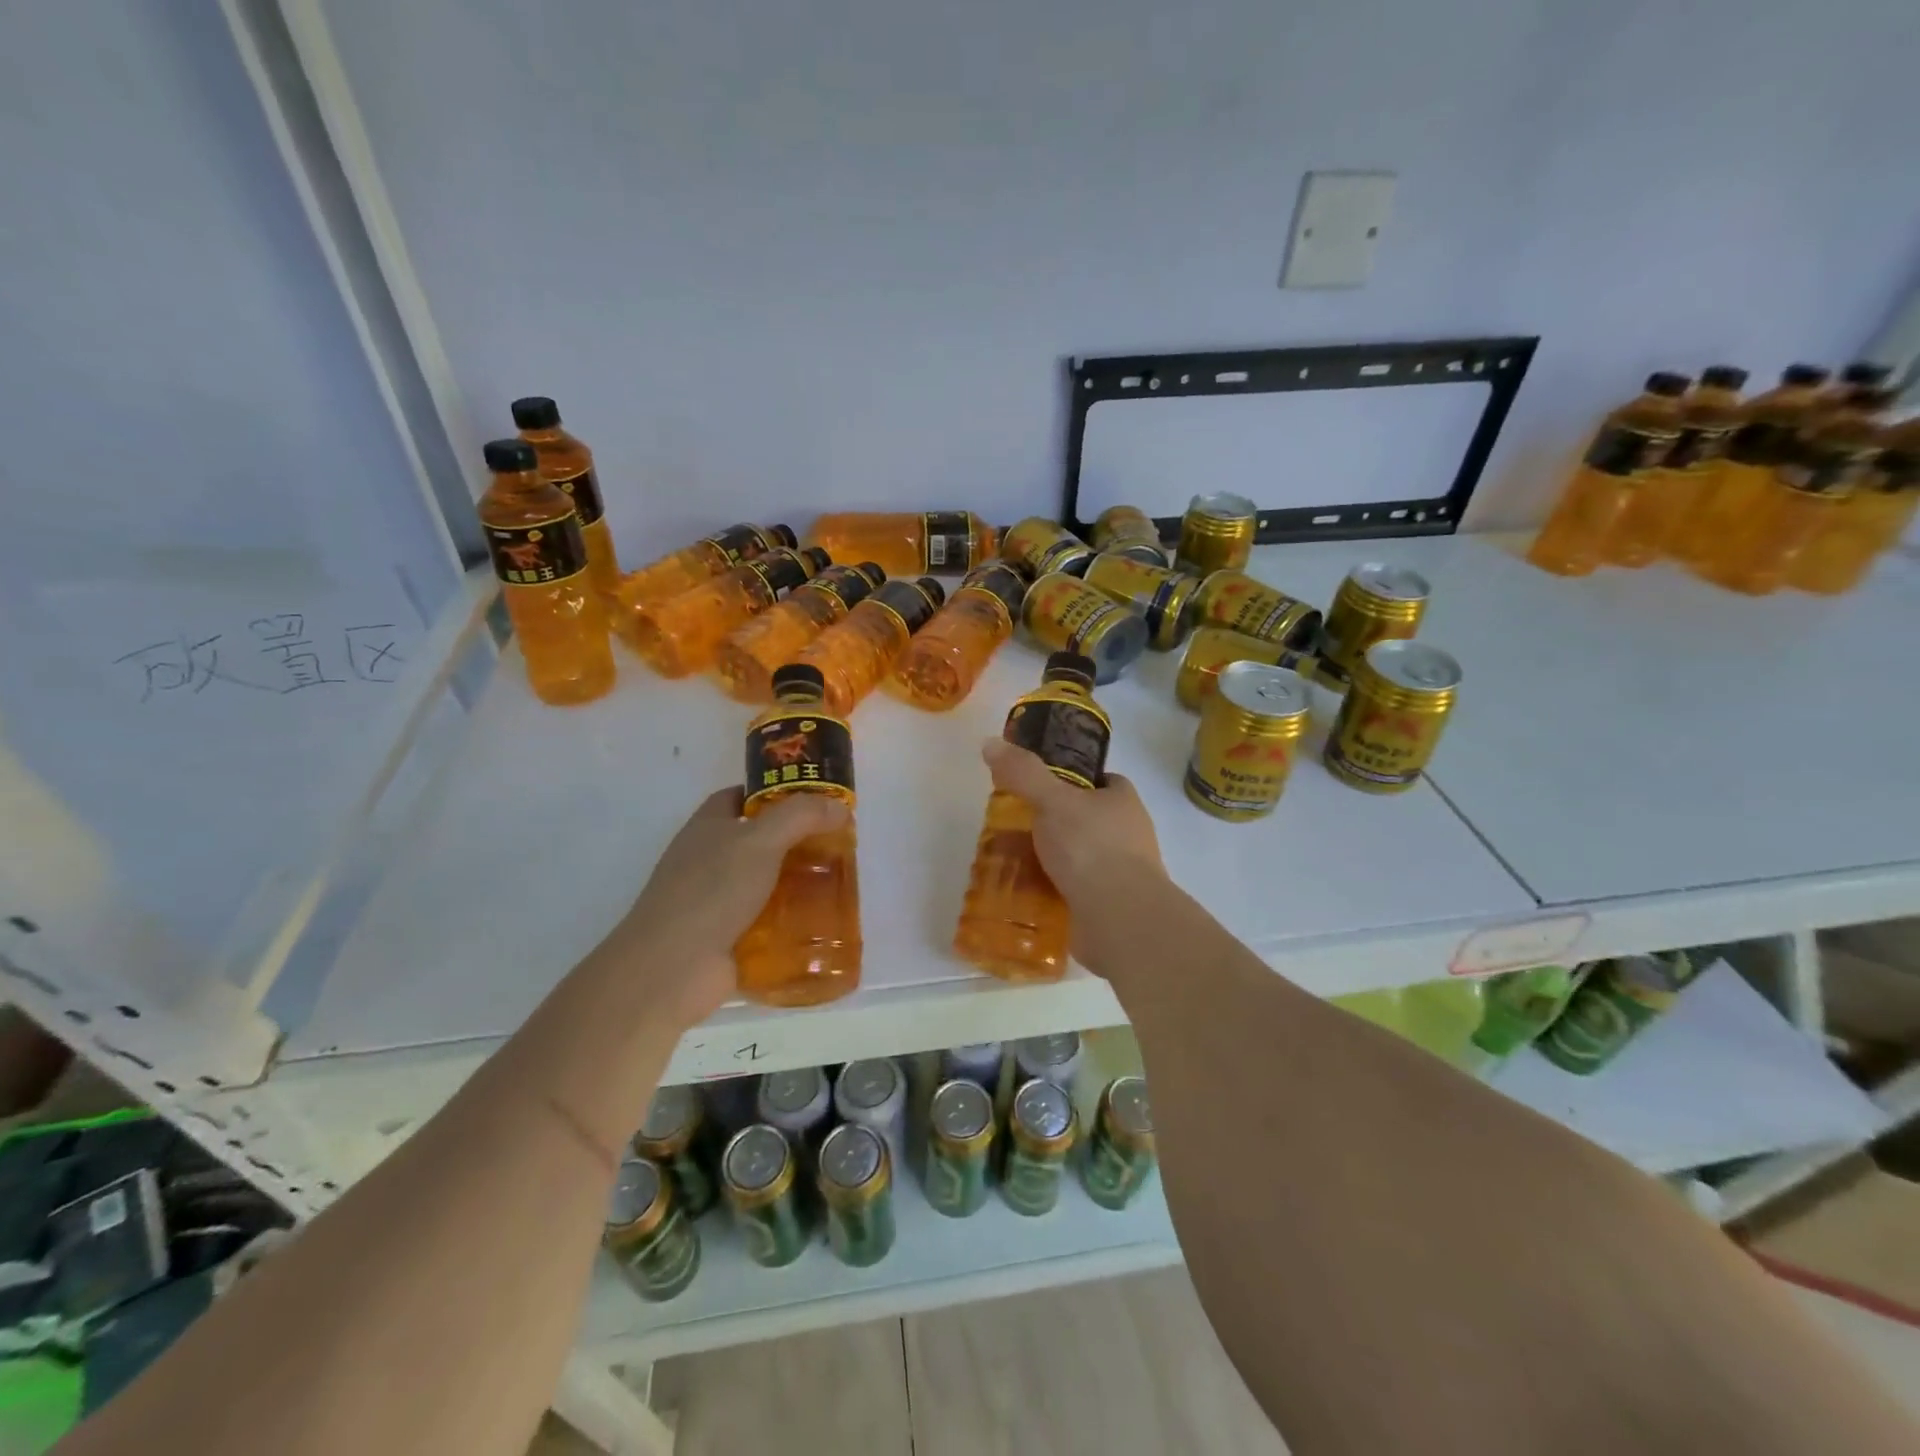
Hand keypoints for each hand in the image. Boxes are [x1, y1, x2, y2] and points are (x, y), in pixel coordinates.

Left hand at [602, 788, 847, 1027]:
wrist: (672, 969)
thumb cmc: (711, 891)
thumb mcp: (760, 840)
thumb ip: (801, 816)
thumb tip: (839, 806)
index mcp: (707, 827)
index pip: (740, 797)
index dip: (774, 794)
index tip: (813, 801)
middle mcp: (710, 861)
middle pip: (759, 842)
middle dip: (797, 842)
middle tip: (839, 845)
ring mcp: (717, 902)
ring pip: (767, 885)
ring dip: (799, 886)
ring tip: (839, 885)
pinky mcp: (728, 939)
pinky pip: (768, 924)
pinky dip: (793, 924)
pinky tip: (824, 924)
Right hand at [982, 737, 1165, 910]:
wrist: (1120, 918)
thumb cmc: (1091, 848)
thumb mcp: (1052, 800)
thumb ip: (1023, 773)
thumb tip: (990, 743)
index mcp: (1123, 802)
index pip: (1102, 781)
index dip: (1073, 780)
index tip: (1040, 785)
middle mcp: (1127, 835)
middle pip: (1085, 820)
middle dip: (1053, 823)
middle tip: (1014, 825)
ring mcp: (1120, 874)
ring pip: (1077, 858)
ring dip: (1049, 860)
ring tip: (1008, 861)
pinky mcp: (1107, 907)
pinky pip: (1072, 891)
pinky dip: (1050, 891)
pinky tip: (1021, 893)